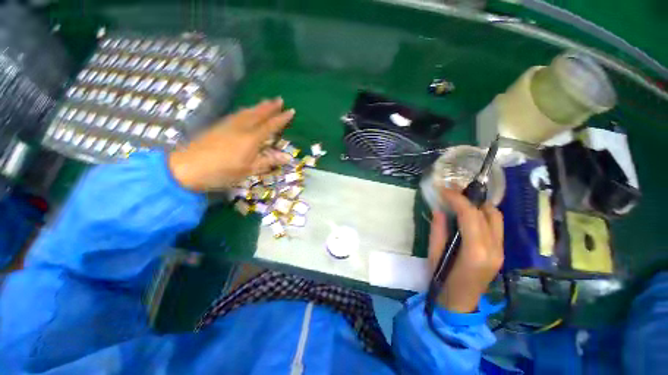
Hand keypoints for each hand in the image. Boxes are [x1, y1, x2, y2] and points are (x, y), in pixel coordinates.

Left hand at [169, 98, 293, 190]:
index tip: (291, 111)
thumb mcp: (248, 170)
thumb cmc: (222, 171)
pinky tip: (245, 111)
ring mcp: (228, 125)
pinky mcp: (218, 126)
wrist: (187, 167)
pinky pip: (237, 114)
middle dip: (270, 107)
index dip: (281, 119)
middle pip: (258, 114)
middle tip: (279, 99)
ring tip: (265, 102)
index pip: (270, 126)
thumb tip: (288, 157)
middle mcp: (241, 128)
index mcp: (251, 139)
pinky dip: (245, 110)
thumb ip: (268, 161)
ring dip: (258, 106)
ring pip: (247, 112)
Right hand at [428, 189, 503, 312]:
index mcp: (475, 251)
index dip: (457, 198)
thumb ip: (438, 230)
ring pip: (496, 217)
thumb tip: (439, 209)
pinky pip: (495, 225)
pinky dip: (483, 214)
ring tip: (460, 201)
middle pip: (488, 213)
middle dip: (469, 198)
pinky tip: (468, 214)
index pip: (471, 215)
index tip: (443, 189)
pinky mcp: (500, 252)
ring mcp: (501, 251)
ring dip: (478, 205)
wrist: (460, 304)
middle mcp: (494, 248)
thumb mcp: (434, 254)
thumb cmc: (442, 281)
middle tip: (451, 193)